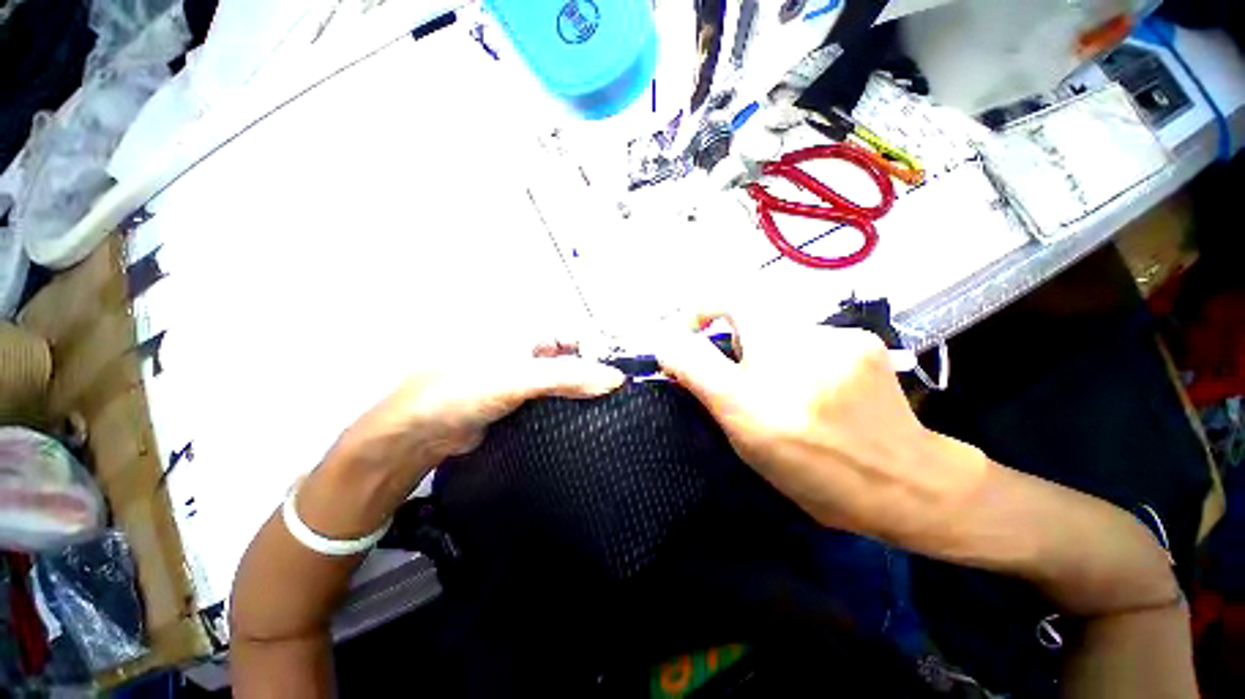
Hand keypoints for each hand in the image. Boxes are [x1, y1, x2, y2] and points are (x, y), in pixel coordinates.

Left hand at [300, 344, 624, 536]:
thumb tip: (615, 378)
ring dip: (582, 388)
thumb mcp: (517, 378)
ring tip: (604, 404)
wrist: (416, 435)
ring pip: (565, 376)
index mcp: (523, 328)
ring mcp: (523, 372)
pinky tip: (582, 414)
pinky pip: (553, 395)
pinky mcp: (521, 397)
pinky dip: (569, 402)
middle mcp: (526, 346)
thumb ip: (567, 376)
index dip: (596, 347)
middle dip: (592, 369)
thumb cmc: (460, 391)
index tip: (613, 374)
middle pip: (572, 353)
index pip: (573, 330)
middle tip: (612, 392)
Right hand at [656, 310, 989, 552]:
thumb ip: (702, 382)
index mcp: (764, 386)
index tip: (687, 339)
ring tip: (785, 391)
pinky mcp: (862, 339)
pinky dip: (795, 354)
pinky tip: (813, 384)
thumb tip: (669, 346)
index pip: (714, 314)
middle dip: (730, 342)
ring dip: (765, 351)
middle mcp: (801, 350)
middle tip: (738, 380)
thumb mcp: (745, 434)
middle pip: (746, 316)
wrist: (905, 484)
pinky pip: (805, 335)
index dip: (694, 314)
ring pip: (775, 328)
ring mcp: (838, 339)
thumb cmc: (815, 471)